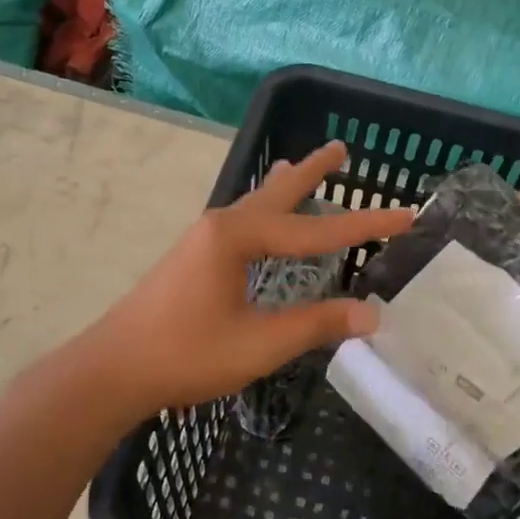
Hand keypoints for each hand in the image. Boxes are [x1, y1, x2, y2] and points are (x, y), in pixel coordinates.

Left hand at [93, 143, 413, 416]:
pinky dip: (264, 211)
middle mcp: (220, 227)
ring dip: (284, 188)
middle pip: (278, 194)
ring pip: (255, 205)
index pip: (316, 231)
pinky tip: (262, 222)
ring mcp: (202, 241)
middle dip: (313, 173)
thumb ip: (315, 324)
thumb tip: (372, 313)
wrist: (112, 370)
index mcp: (238, 238)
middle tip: (341, 148)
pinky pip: (241, 222)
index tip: (408, 215)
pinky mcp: (192, 259)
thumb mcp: (259, 344)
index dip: (365, 225)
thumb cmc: (186, 354)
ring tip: (301, 165)